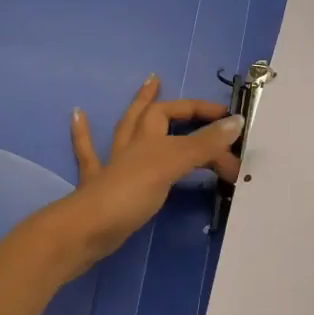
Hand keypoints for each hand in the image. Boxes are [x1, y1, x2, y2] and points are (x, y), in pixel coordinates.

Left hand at [41, 75, 242, 276]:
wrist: (88, 230)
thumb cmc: (131, 192)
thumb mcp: (173, 163)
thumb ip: (204, 144)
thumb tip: (236, 121)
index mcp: (148, 136)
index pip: (177, 112)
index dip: (202, 112)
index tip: (230, 120)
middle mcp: (131, 146)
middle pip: (150, 117)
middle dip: (166, 104)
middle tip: (167, 84)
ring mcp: (113, 166)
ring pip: (126, 130)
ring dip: (135, 110)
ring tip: (143, 87)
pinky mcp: (101, 188)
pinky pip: (89, 155)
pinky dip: (83, 134)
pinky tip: (77, 115)